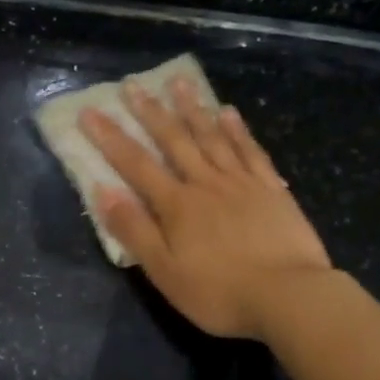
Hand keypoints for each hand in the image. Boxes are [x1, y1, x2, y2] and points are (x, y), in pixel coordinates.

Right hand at [81, 77, 332, 339]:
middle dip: (150, 112)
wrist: (289, 297)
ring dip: (193, 109)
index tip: (90, 112)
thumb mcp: (165, 272)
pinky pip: (251, 151)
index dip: (110, 138)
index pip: (136, 165)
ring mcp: (242, 182)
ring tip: (179, 82)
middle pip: (174, 141)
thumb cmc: (219, 293)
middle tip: (133, 84)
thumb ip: (134, 230)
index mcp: (177, 205)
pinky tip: (229, 112)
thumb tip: (103, 190)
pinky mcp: (271, 190)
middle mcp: (206, 183)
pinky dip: (238, 130)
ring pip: (212, 137)